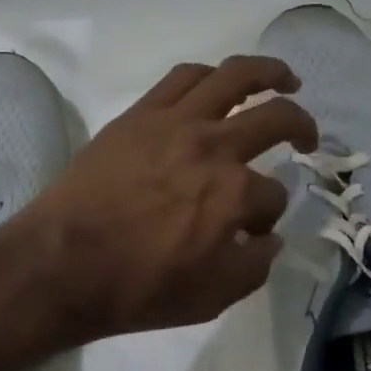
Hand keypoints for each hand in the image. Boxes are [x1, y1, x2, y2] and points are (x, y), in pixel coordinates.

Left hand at [17, 57, 318, 341]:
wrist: (61, 264)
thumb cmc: (137, 288)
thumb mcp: (212, 298)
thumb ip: (254, 266)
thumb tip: (269, 239)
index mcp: (235, 194)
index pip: (274, 197)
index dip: (270, 216)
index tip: (253, 232)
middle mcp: (213, 147)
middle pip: (276, 119)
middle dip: (302, 127)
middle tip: (308, 138)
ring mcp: (175, 123)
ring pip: (234, 76)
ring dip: (269, 72)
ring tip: (284, 78)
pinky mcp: (140, 114)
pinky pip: (183, 77)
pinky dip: (211, 74)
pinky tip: (220, 81)